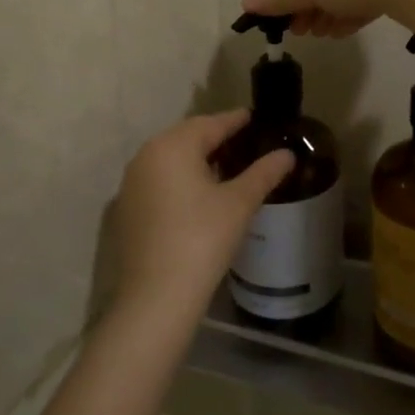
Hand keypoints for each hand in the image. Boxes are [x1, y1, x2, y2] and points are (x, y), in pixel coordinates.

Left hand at [108, 111, 295, 324]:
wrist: (156, 297)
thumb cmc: (202, 239)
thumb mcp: (239, 203)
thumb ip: (264, 173)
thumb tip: (287, 154)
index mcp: (173, 146)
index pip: (211, 123)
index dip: (235, 120)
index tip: (253, 117)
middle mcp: (146, 155)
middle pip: (187, 136)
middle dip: (214, 136)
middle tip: (242, 140)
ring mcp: (132, 183)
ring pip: (170, 158)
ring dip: (196, 157)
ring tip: (225, 165)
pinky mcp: (127, 208)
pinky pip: (158, 179)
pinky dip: (179, 177)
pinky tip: (198, 193)